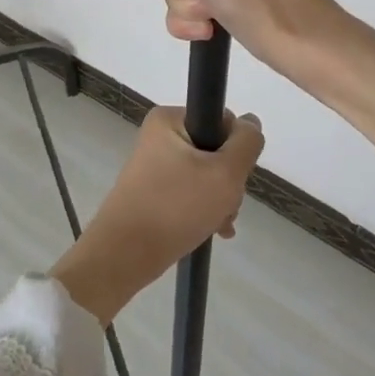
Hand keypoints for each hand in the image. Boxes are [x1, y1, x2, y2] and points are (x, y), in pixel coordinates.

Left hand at [49, 107, 263, 324]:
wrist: (123, 256)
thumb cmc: (175, 207)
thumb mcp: (225, 173)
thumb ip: (247, 143)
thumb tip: (251, 122)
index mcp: (169, 119)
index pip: (222, 121)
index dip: (236, 149)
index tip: (233, 178)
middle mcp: (159, 136)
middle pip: (215, 150)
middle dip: (228, 182)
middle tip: (226, 207)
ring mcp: (154, 164)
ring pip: (205, 174)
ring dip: (219, 199)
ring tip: (218, 226)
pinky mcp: (152, 189)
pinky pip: (189, 191)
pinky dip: (203, 209)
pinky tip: (213, 230)